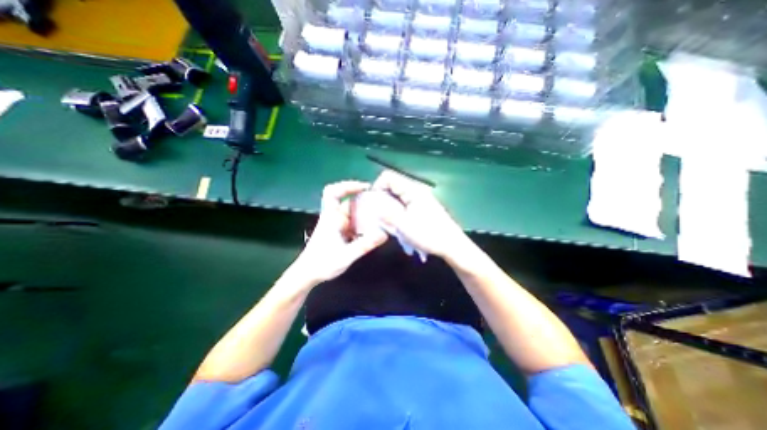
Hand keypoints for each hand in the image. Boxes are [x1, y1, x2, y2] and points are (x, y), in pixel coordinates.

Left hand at [291, 179, 392, 286]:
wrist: (308, 275)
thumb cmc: (322, 264)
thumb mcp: (345, 255)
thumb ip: (364, 245)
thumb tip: (384, 234)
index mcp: (330, 217)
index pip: (333, 192)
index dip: (347, 186)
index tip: (364, 187)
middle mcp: (334, 218)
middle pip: (348, 202)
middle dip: (364, 200)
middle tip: (382, 203)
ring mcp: (337, 225)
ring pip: (353, 213)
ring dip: (366, 213)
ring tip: (382, 215)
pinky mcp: (340, 232)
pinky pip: (354, 222)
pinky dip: (364, 223)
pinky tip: (374, 229)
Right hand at [373, 171, 466, 257]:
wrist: (452, 245)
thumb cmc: (429, 235)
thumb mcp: (404, 226)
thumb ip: (387, 213)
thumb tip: (373, 205)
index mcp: (412, 190)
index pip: (388, 177)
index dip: (377, 187)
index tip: (373, 203)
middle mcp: (416, 190)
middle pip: (392, 185)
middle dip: (382, 198)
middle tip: (379, 215)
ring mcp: (420, 198)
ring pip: (397, 195)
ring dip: (389, 206)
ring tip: (388, 221)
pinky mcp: (422, 206)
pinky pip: (404, 203)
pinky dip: (397, 210)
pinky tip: (398, 223)